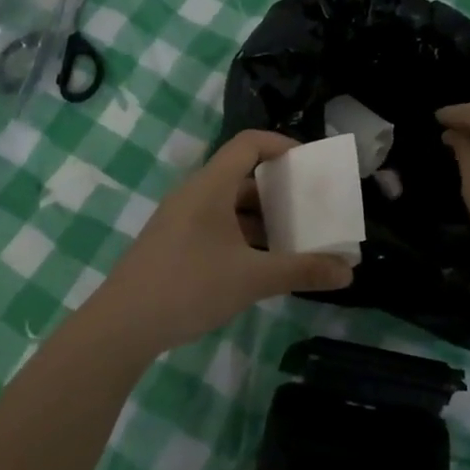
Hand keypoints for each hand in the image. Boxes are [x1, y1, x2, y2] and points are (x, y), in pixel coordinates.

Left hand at [83, 130, 354, 355]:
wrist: (121, 326)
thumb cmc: (189, 287)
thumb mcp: (252, 278)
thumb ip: (301, 271)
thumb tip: (348, 273)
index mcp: (210, 187)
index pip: (249, 144)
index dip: (282, 145)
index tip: (312, 165)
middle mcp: (194, 195)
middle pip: (242, 176)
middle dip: (279, 190)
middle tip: (311, 208)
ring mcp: (181, 220)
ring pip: (229, 205)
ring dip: (262, 218)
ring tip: (295, 239)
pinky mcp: (174, 243)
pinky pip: (216, 226)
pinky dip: (243, 236)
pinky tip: (262, 264)